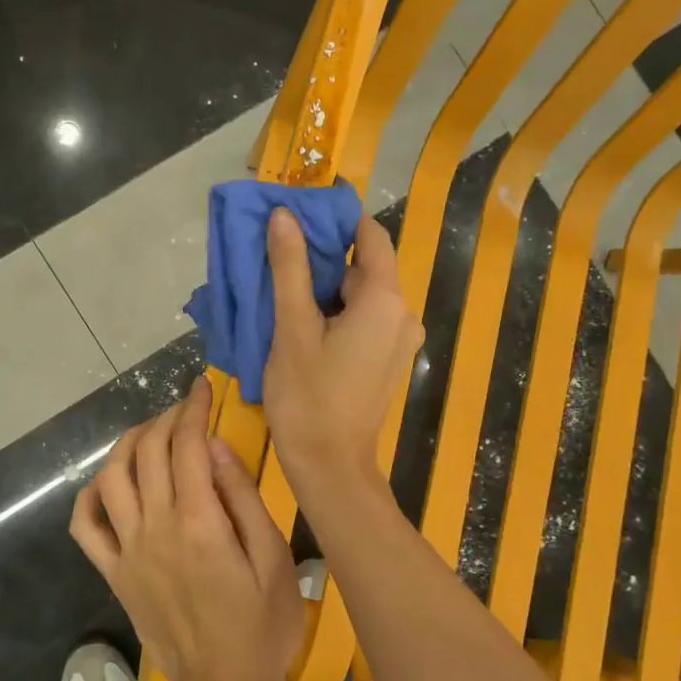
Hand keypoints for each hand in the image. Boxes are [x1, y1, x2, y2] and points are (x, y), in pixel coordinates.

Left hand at [70, 376, 304, 680]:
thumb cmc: (261, 624)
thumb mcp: (273, 558)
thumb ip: (242, 498)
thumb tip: (215, 447)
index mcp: (199, 521)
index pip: (187, 444)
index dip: (193, 408)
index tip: (202, 388)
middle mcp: (155, 527)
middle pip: (149, 451)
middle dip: (166, 417)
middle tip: (185, 408)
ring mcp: (128, 550)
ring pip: (111, 477)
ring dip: (128, 444)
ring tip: (151, 434)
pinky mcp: (113, 573)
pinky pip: (85, 527)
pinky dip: (90, 496)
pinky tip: (108, 483)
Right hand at [263, 208, 422, 488]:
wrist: (330, 466)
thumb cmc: (308, 396)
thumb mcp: (292, 328)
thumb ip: (290, 268)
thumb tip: (285, 216)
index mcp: (385, 299)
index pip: (370, 236)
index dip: (337, 220)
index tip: (299, 213)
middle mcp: (403, 313)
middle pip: (364, 267)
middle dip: (324, 257)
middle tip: (278, 256)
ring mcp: (399, 340)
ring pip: (362, 296)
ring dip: (326, 288)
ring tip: (282, 290)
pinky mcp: (388, 360)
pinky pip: (365, 321)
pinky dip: (337, 314)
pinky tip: (302, 323)